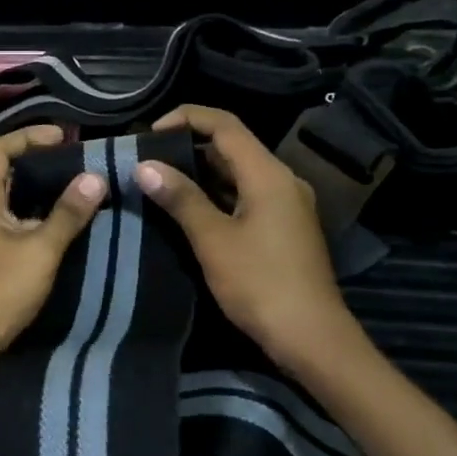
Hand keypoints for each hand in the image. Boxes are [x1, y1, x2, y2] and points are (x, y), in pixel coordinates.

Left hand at [0, 126, 105, 367]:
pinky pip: (9, 219)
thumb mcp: (40, 249)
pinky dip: (32, 212)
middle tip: (75, 160)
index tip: (64, 136)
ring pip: (8, 197)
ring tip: (74, 186)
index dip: (29, 136)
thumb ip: (68, 213)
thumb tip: (95, 177)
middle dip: (38, 161)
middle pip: (3, 171)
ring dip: (37, 189)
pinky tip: (58, 223)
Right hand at [137, 106, 357, 374]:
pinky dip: (216, 194)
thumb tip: (144, 166)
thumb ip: (180, 198)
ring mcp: (286, 205)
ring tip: (159, 181)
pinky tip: (188, 209)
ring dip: (201, 172)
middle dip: (189, 146)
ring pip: (238, 173)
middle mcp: (282, 180)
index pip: (226, 125)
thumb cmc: (260, 284)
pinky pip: (246, 195)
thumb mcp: (213, 239)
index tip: (150, 133)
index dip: (187, 117)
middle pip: (232, 146)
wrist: (311, 338)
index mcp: (268, 174)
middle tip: (148, 159)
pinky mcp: (283, 227)